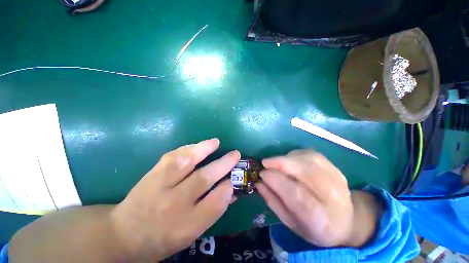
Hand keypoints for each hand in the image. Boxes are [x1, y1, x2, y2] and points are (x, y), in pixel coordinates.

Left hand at [111, 138, 239, 260]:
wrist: (122, 234)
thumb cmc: (161, 238)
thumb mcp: (190, 233)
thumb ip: (212, 211)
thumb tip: (230, 191)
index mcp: (185, 227)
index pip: (215, 204)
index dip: (227, 188)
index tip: (232, 180)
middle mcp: (173, 205)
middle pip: (204, 179)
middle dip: (223, 164)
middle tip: (235, 154)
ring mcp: (159, 187)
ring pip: (185, 162)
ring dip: (204, 149)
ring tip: (216, 142)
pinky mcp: (151, 174)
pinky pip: (172, 156)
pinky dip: (188, 148)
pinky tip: (197, 145)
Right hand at [257, 150, 380, 247]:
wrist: (347, 222)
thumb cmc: (314, 227)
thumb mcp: (290, 222)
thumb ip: (273, 201)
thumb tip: (259, 182)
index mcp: (320, 218)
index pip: (295, 193)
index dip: (275, 180)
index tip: (261, 173)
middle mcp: (333, 196)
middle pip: (303, 171)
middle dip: (280, 163)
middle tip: (265, 163)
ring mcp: (337, 179)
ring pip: (307, 159)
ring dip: (286, 158)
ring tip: (276, 163)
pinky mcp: (336, 168)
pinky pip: (311, 155)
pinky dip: (296, 155)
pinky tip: (290, 161)